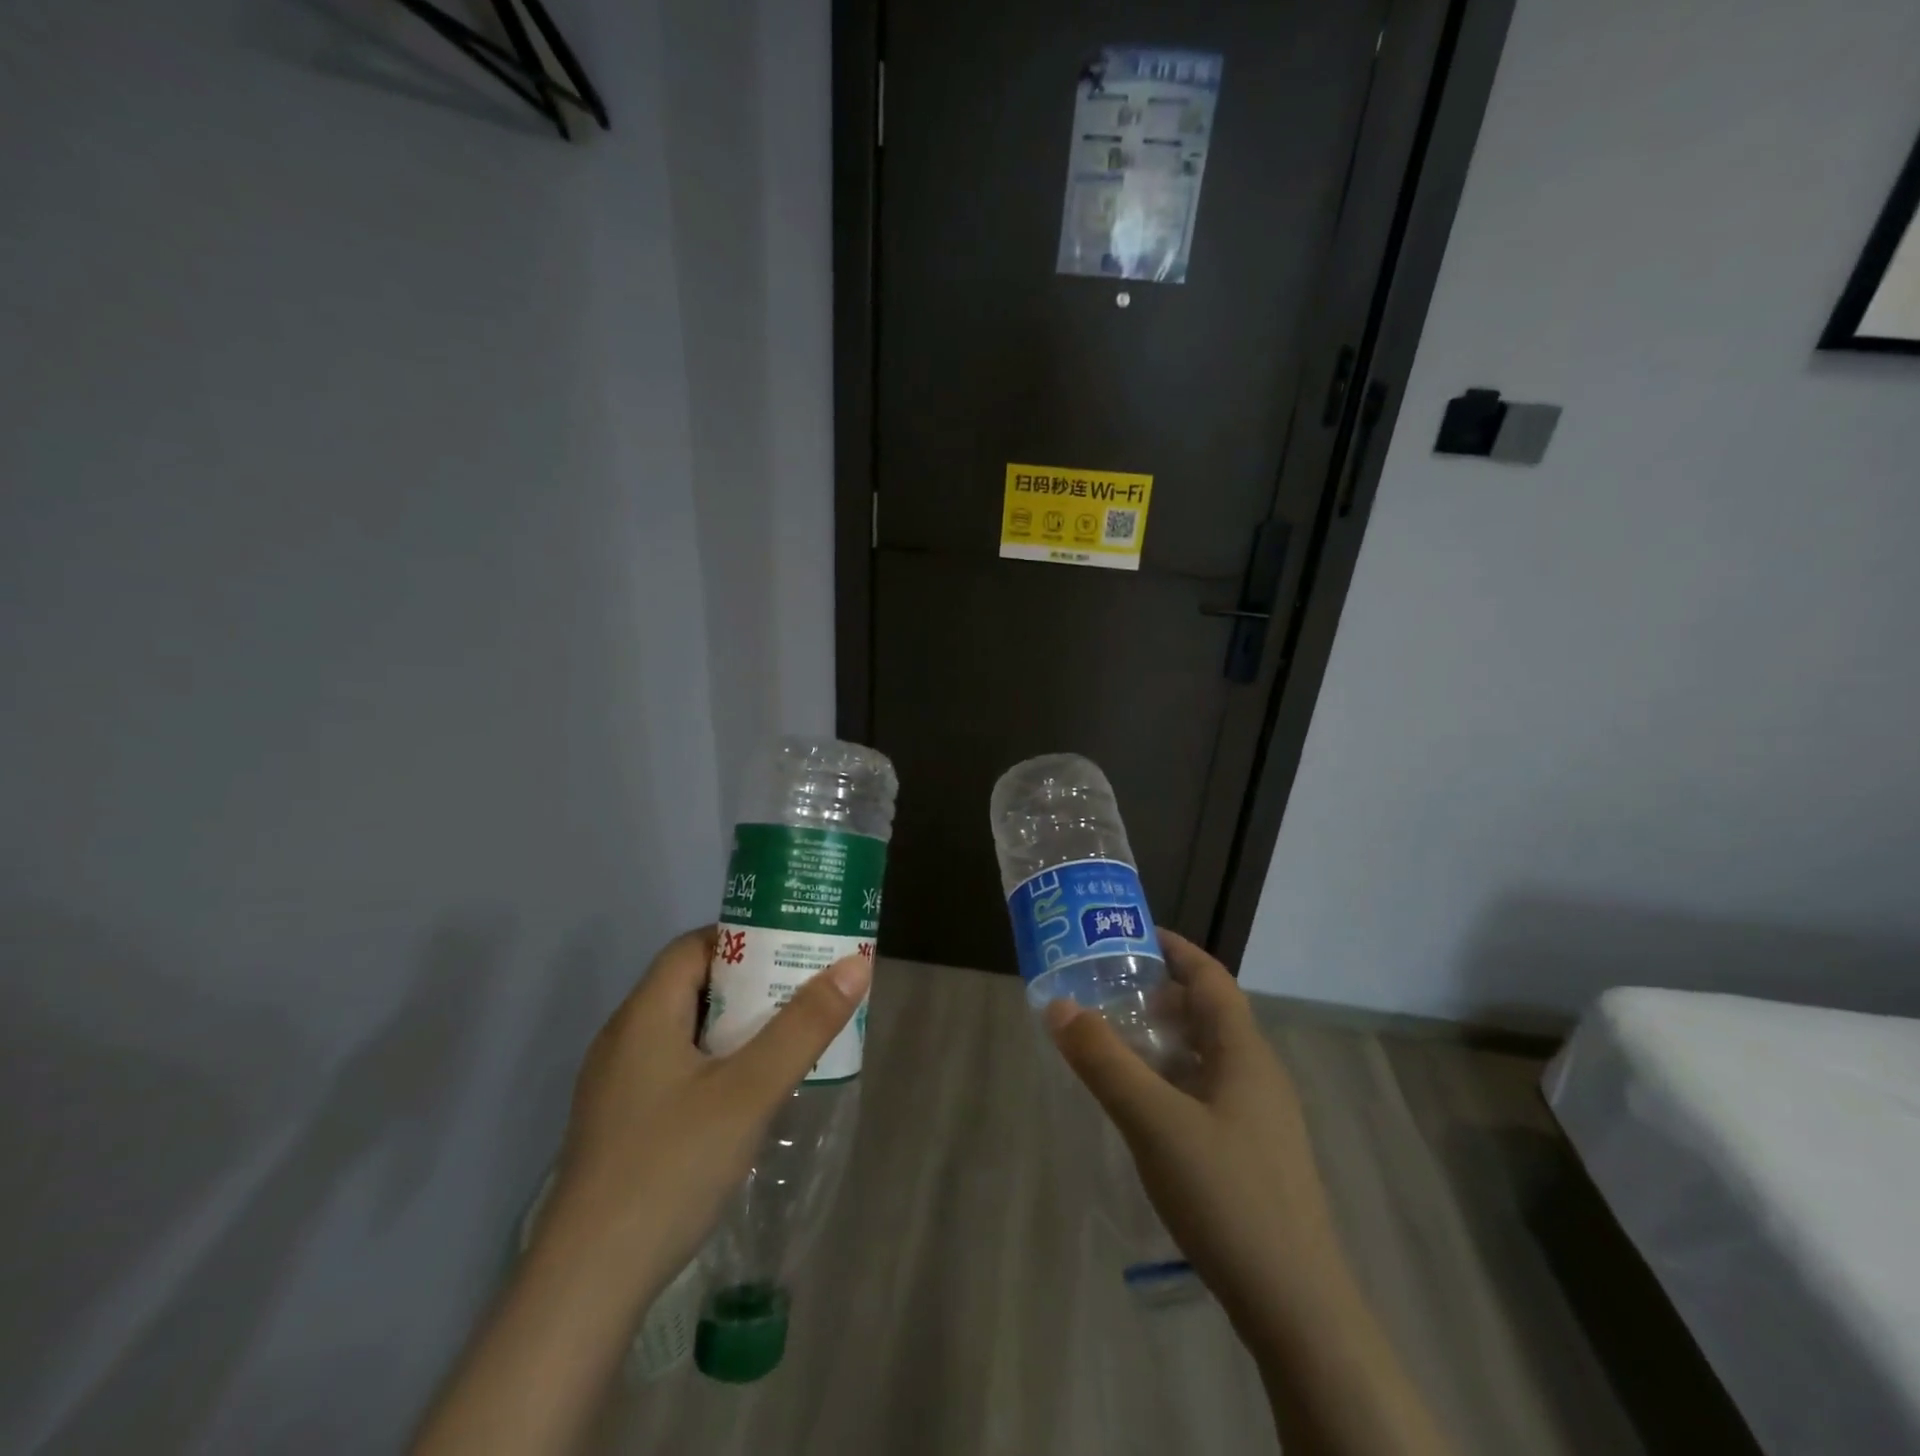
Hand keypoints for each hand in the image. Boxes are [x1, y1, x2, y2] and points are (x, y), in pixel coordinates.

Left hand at [414, 930, 869, 1455]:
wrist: (585, 1287)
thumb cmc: (671, 1168)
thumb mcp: (750, 1091)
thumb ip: (804, 1026)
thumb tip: (856, 963)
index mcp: (645, 1014)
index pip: (695, 946)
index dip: (746, 939)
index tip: (795, 947)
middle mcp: (624, 1038)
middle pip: (693, 985)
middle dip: (752, 983)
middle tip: (805, 991)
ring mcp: (617, 1084)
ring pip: (686, 1030)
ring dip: (737, 1026)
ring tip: (789, 1036)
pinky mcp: (621, 1123)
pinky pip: (676, 1067)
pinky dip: (716, 1061)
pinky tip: (748, 1093)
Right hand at [1047, 930, 1450, 1455]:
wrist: (1297, 1307)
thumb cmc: (1226, 1195)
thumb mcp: (1153, 1122)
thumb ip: (1105, 1061)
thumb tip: (1059, 1005)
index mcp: (1244, 1052)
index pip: (1211, 977)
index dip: (1175, 949)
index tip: (1132, 935)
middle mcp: (1258, 1074)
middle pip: (1209, 1013)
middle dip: (1162, 993)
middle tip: (1109, 989)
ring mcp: (1260, 1117)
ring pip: (1209, 1055)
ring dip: (1167, 1038)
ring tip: (1118, 1039)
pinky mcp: (1254, 1153)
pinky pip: (1209, 1091)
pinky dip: (1175, 1077)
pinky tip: (1146, 1103)